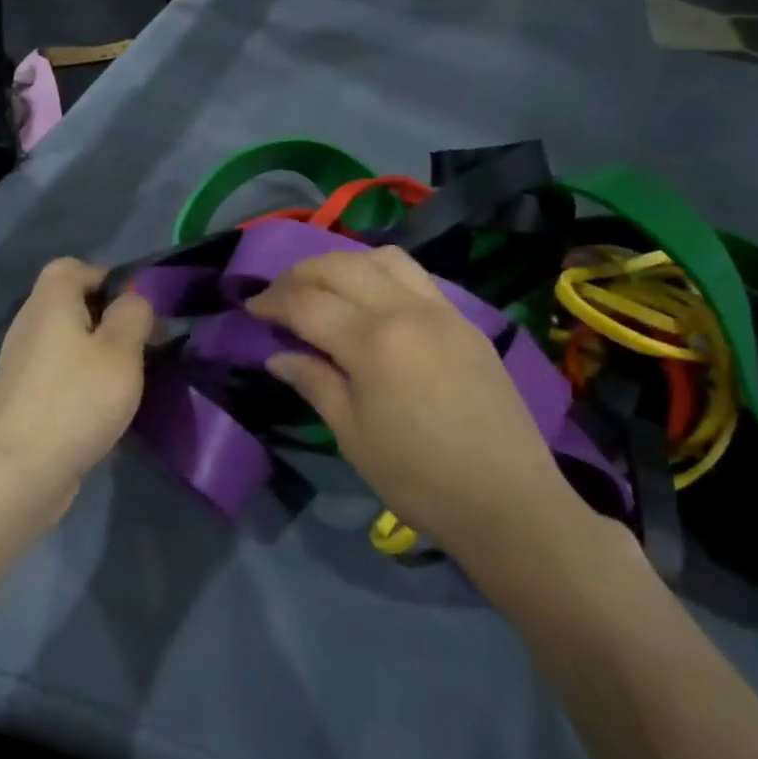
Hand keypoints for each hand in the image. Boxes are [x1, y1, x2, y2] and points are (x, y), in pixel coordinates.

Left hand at [0, 258, 155, 513]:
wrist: (20, 470)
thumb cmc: (77, 399)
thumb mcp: (122, 350)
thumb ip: (133, 314)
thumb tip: (132, 301)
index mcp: (50, 301)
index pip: (74, 267)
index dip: (109, 279)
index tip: (138, 310)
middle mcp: (29, 324)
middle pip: (71, 304)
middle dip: (109, 320)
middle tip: (142, 347)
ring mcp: (21, 363)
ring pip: (67, 341)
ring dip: (98, 353)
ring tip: (127, 379)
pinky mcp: (22, 397)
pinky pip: (58, 372)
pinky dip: (81, 380)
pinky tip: (102, 406)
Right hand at [247, 247, 574, 553]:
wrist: (507, 500)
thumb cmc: (419, 479)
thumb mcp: (353, 436)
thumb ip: (314, 383)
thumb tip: (278, 355)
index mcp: (374, 342)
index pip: (307, 303)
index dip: (272, 302)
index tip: (250, 308)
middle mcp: (407, 310)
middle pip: (341, 267)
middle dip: (300, 274)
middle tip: (278, 295)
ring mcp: (442, 310)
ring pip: (382, 258)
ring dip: (343, 263)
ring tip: (323, 286)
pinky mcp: (465, 321)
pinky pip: (415, 276)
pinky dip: (380, 272)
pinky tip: (370, 299)